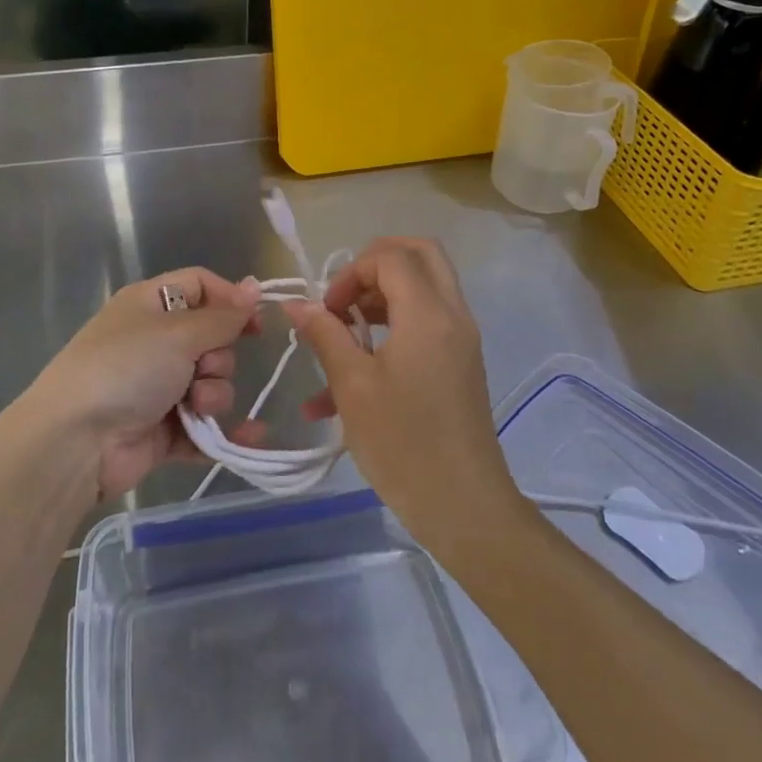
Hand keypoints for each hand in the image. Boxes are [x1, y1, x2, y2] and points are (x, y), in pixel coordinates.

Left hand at [26, 268, 267, 499]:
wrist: (76, 442)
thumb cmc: (126, 369)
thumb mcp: (178, 333)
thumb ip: (223, 316)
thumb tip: (255, 287)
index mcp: (151, 304)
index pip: (201, 286)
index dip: (230, 300)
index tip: (256, 323)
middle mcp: (155, 341)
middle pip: (212, 338)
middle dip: (218, 357)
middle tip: (202, 369)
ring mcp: (158, 387)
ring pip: (211, 382)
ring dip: (214, 394)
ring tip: (195, 407)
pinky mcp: (163, 429)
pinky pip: (205, 426)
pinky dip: (222, 431)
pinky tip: (251, 437)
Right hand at [287, 239, 524, 548]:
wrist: (464, 508)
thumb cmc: (403, 444)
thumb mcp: (353, 386)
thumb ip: (325, 335)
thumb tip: (297, 304)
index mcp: (428, 313)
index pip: (390, 256)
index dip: (351, 272)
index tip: (327, 310)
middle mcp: (452, 314)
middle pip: (420, 254)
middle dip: (376, 263)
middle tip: (345, 293)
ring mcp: (461, 338)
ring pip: (425, 286)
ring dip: (382, 295)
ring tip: (344, 330)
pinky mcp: (460, 362)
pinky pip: (427, 322)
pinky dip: (393, 326)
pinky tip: (354, 370)